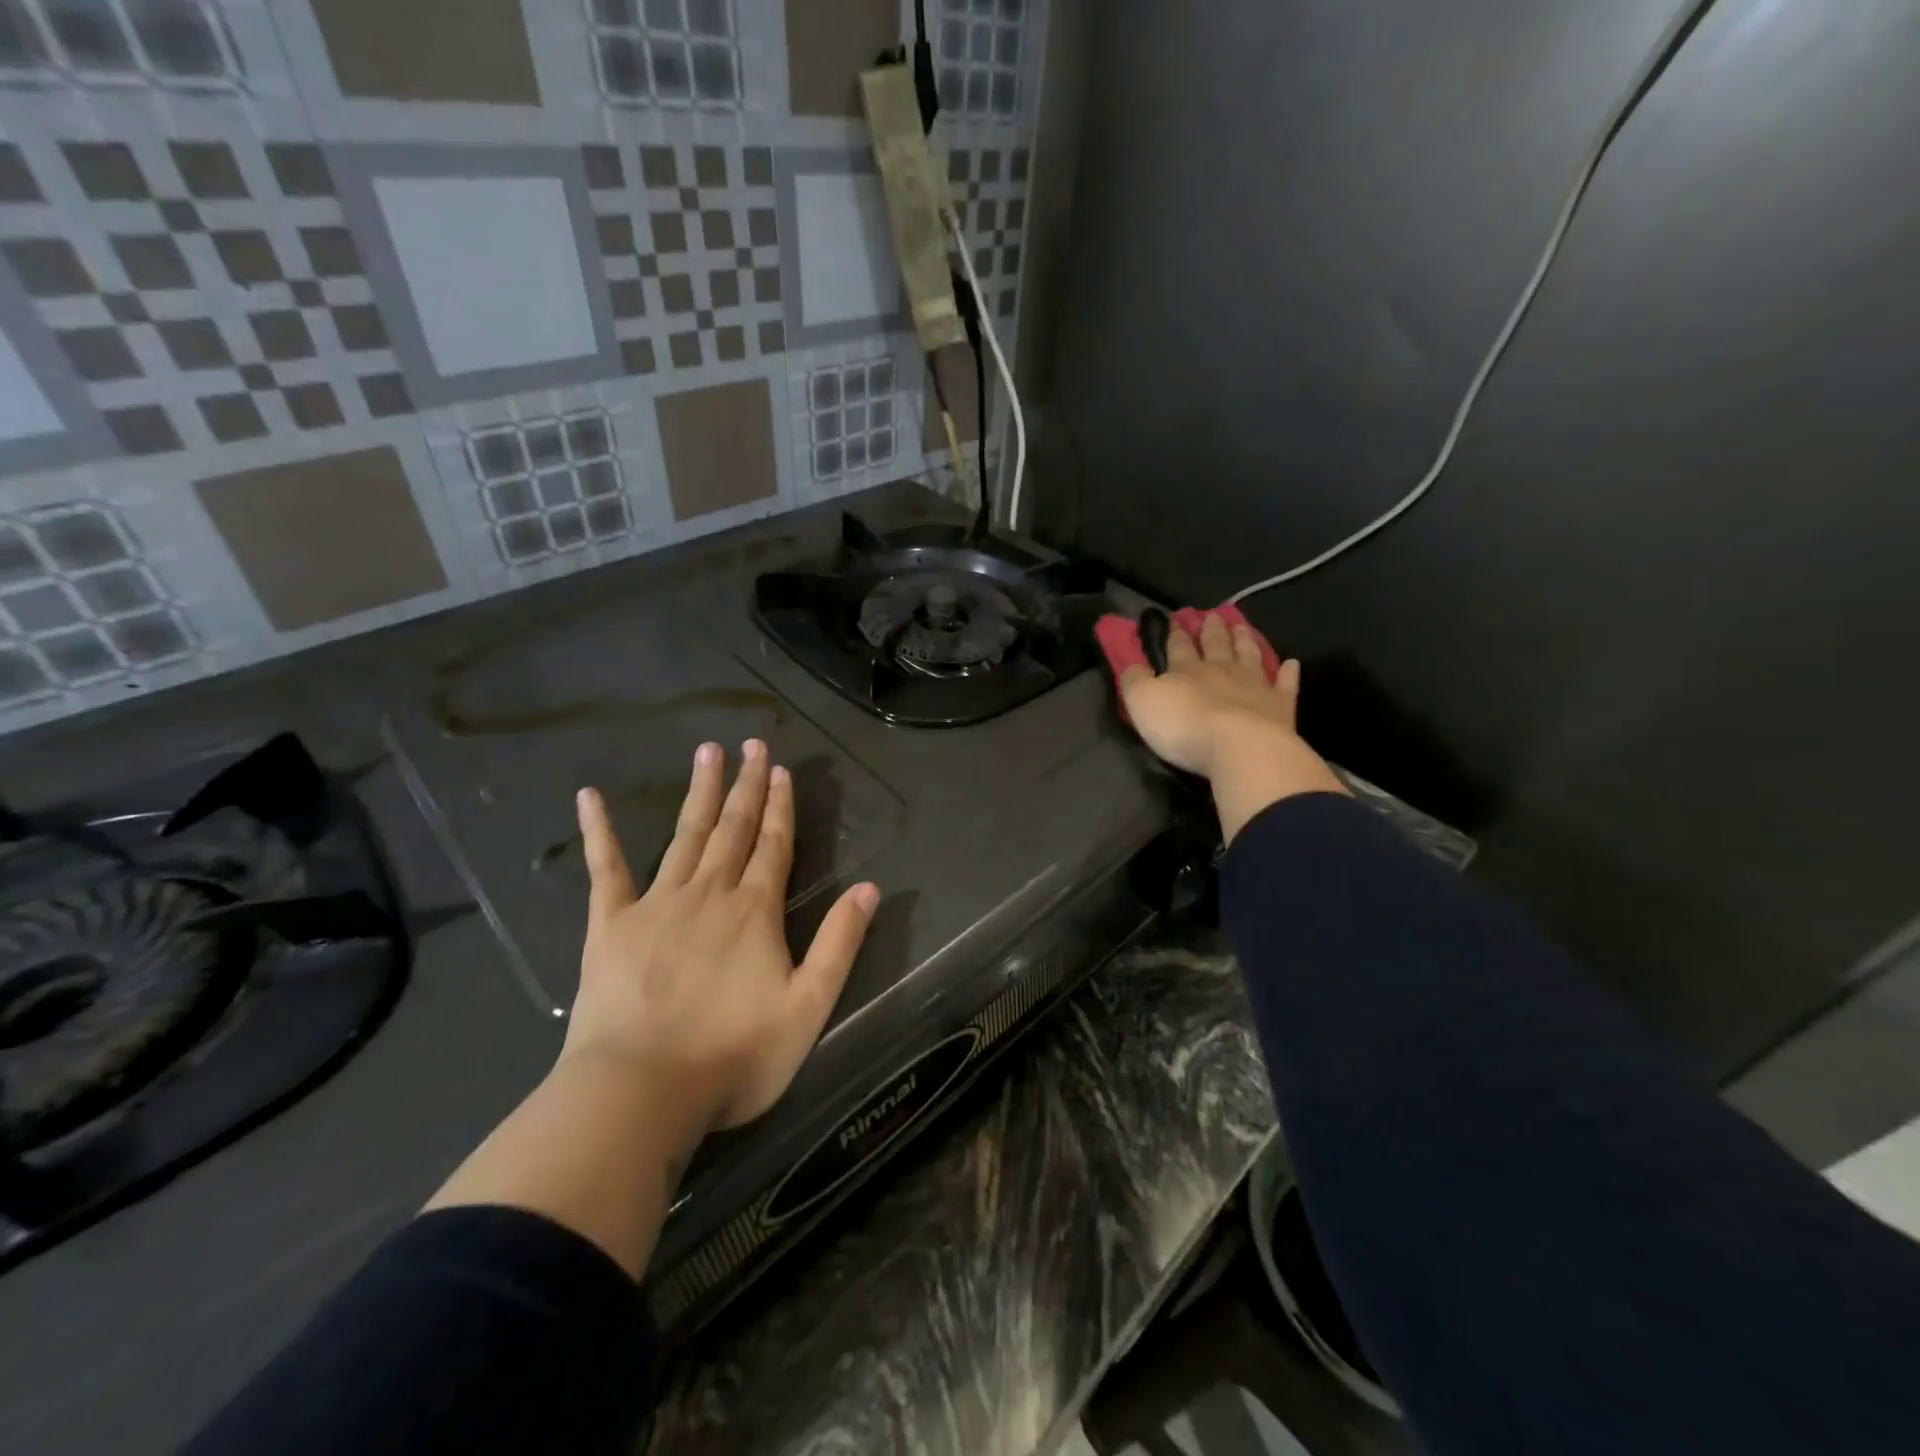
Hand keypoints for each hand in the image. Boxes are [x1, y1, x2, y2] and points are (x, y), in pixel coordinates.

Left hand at [565, 739, 879, 1159]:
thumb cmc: (734, 1055)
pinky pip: (605, 868)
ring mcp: (656, 904)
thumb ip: (840, 943)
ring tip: (707, 752)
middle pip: (733, 828)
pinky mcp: (610, 924)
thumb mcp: (809, 1007)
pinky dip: (600, 831)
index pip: (774, 845)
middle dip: (746, 784)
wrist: (641, 1092)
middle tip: (751, 744)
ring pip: (685, 835)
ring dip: (700, 793)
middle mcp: (709, 893)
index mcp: (755, 910)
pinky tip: (590, 797)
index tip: (781, 769)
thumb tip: (870, 889)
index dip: (781, 805)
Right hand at [1112, 609, 1347, 842]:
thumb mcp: (1143, 703)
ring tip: (1242, 627)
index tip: (1177, 619)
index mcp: (1186, 670)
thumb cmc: (1184, 727)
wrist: (1240, 748)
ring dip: (1244, 641)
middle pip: (1216, 645)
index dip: (1176, 634)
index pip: (1179, 647)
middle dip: (1212, 630)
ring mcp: (1255, 686)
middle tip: (1213, 615)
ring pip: (1249, 656)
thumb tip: (1132, 665)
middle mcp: (1222, 671)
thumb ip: (1135, 681)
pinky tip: (1291, 663)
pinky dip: (1287, 673)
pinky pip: (1285, 685)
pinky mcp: (1280, 707)